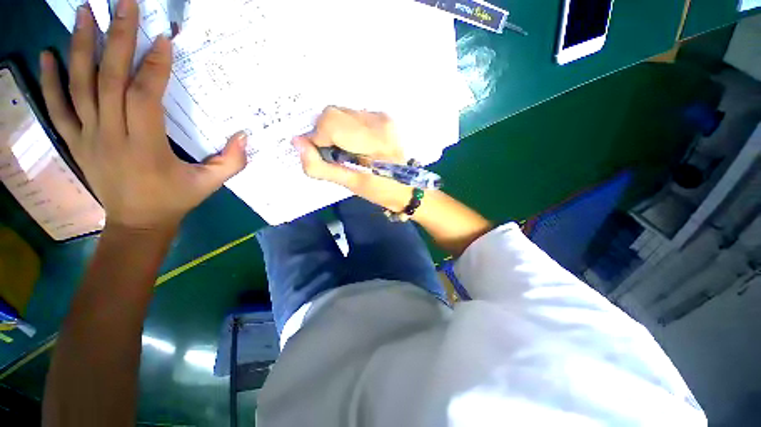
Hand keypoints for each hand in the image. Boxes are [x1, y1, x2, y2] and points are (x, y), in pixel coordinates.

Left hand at [39, 0, 246, 231]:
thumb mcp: (211, 184)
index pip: (144, 97)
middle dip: (117, 38)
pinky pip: (58, 108)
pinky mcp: (75, 142)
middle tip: (123, 4)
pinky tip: (48, 54)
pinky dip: (50, 81)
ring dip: (80, 46)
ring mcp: (88, 137)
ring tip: (84, 12)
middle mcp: (111, 136)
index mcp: (146, 147)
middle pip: (109, 80)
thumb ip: (232, 162)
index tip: (162, 38)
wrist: (137, 223)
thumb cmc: (175, 200)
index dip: (153, 66)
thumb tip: (244, 136)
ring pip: (79, 86)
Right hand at [293, 106, 411, 210]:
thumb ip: (320, 166)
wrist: (407, 186)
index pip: (329, 122)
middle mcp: (377, 121)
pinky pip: (352, 115)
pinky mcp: (383, 116)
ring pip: (341, 112)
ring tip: (348, 150)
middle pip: (332, 113)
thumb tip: (297, 143)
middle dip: (324, 133)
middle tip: (335, 154)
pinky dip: (346, 128)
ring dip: (335, 130)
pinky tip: (356, 144)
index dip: (317, 138)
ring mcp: (382, 116)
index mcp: (372, 140)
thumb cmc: (380, 190)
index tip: (324, 156)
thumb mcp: (350, 184)